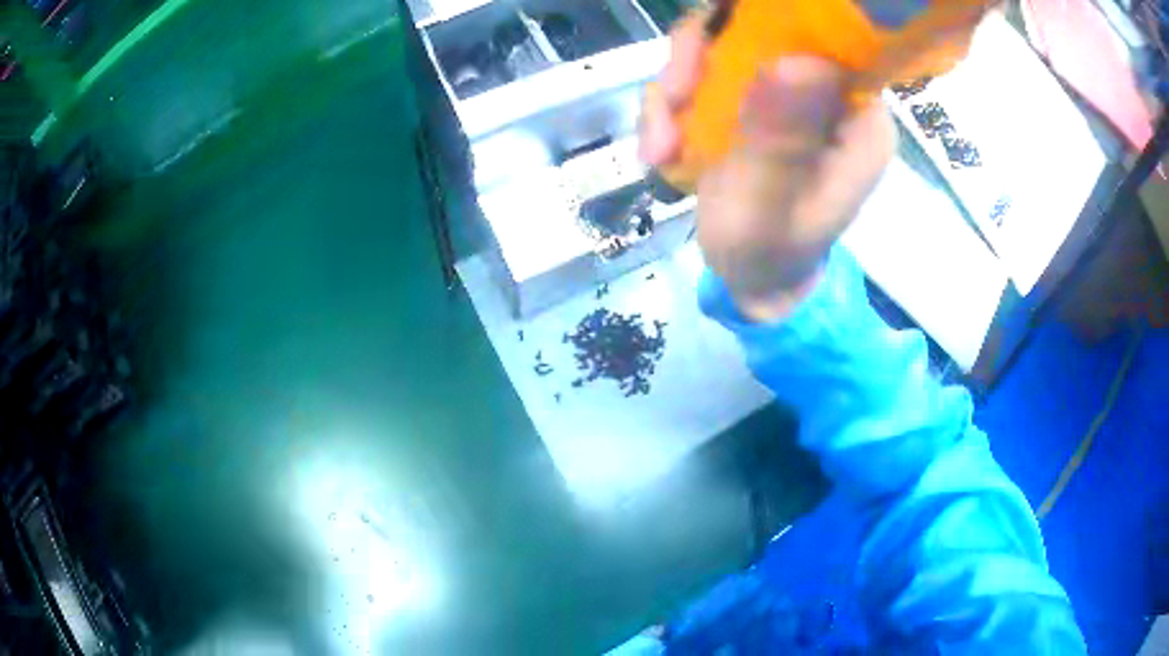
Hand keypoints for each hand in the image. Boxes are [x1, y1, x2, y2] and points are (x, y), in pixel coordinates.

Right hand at [640, 14, 895, 321]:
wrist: (753, 277)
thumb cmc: (769, 255)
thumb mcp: (770, 209)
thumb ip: (781, 143)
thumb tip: (797, 62)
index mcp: (858, 118)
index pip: (819, 37)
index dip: (760, 27)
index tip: (703, 64)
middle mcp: (829, 93)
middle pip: (761, 27)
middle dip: (700, 58)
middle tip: (670, 102)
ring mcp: (788, 90)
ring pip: (723, 43)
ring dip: (677, 88)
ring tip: (660, 146)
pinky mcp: (754, 96)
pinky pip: (703, 70)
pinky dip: (671, 104)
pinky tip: (661, 147)